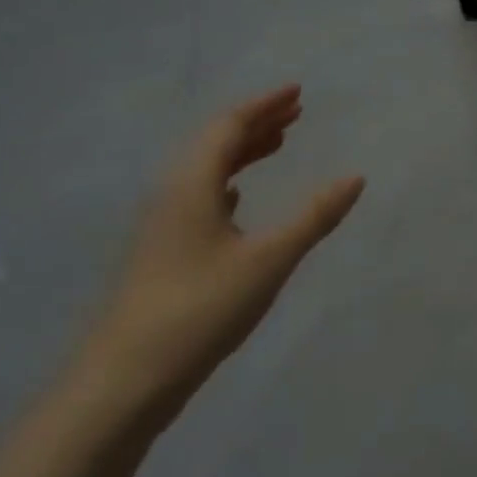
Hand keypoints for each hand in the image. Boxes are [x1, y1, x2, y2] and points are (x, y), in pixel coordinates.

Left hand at [70, 85, 364, 432]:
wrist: (120, 385)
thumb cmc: (199, 310)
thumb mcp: (269, 260)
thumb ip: (314, 216)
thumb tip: (355, 177)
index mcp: (191, 185)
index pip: (228, 126)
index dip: (264, 105)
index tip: (297, 92)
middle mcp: (171, 195)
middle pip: (213, 142)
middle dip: (255, 123)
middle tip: (295, 111)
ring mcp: (161, 226)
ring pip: (204, 170)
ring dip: (241, 151)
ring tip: (277, 144)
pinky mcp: (160, 254)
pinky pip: (197, 197)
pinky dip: (225, 182)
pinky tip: (236, 197)